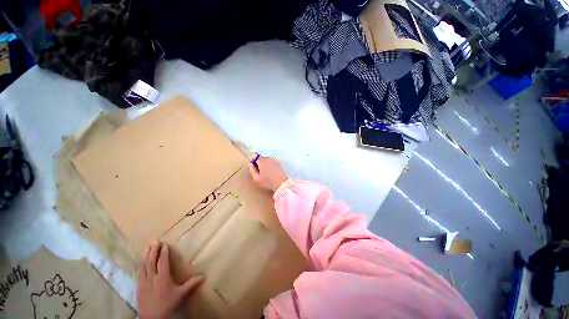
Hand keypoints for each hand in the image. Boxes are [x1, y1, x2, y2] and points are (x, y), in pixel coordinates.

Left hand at [137, 242, 203, 318]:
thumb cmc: (168, 305)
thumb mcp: (181, 295)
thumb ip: (192, 284)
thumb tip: (204, 275)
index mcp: (163, 278)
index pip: (163, 262)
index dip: (164, 252)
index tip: (165, 244)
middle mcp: (152, 278)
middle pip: (151, 261)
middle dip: (153, 251)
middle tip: (155, 242)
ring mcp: (143, 283)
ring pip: (143, 266)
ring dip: (145, 256)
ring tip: (147, 248)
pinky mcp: (138, 288)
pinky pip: (139, 273)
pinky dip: (140, 265)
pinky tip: (140, 263)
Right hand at [248, 156, 286, 191]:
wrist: (280, 183)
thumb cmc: (268, 182)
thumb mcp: (256, 178)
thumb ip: (252, 170)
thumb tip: (250, 165)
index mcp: (262, 161)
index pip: (255, 157)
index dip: (253, 162)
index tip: (253, 167)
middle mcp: (268, 159)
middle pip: (261, 158)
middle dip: (259, 163)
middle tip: (259, 171)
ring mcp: (274, 161)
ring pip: (267, 160)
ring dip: (265, 164)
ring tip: (265, 173)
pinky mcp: (279, 164)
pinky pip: (272, 163)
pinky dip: (271, 166)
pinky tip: (271, 173)